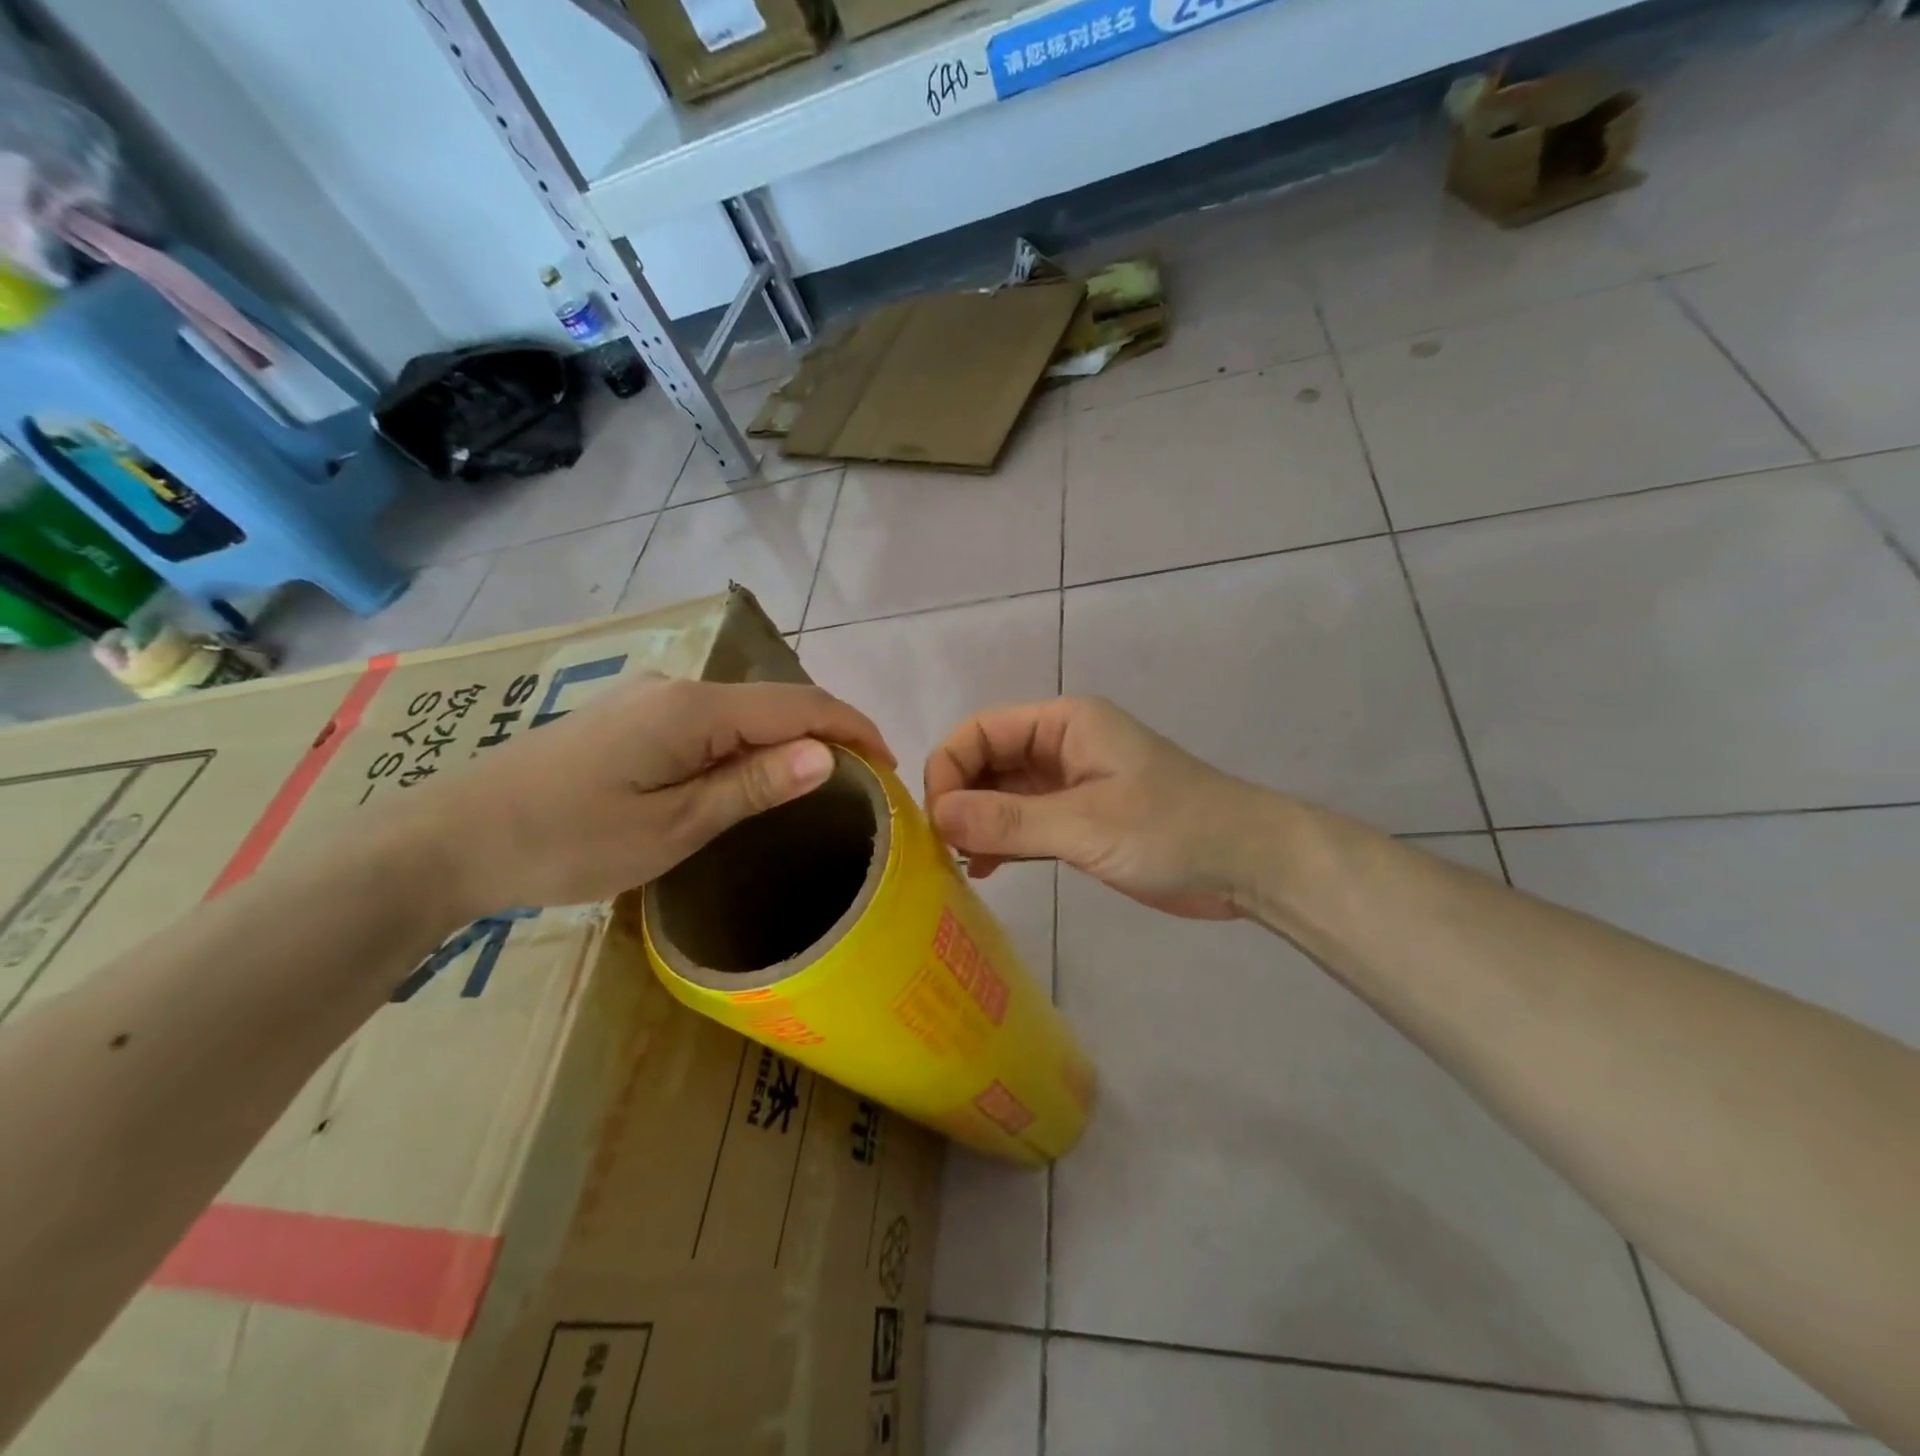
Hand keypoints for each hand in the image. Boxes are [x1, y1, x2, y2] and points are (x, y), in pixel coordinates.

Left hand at [405, 676, 891, 917]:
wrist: (448, 840)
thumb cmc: (567, 843)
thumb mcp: (671, 827)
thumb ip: (752, 785)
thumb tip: (828, 755)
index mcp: (694, 709)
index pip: (800, 705)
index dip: (855, 728)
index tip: (892, 766)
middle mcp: (677, 688)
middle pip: (774, 702)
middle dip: (827, 734)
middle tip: (862, 785)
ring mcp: (649, 699)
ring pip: (742, 712)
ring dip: (786, 740)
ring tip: (816, 786)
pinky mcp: (629, 718)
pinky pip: (709, 723)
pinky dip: (747, 745)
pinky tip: (748, 775)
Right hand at [923, 697, 1261, 919]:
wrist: (1249, 864)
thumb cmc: (1172, 829)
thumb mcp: (1085, 824)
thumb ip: (1009, 819)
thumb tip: (936, 816)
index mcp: (1063, 723)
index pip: (981, 731)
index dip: (949, 769)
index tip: (935, 822)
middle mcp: (1060, 746)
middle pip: (986, 760)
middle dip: (959, 799)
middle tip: (939, 850)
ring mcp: (1069, 784)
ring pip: (1002, 794)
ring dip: (976, 823)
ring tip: (955, 864)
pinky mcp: (1080, 819)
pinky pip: (1024, 822)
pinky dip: (1001, 841)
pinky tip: (985, 872)